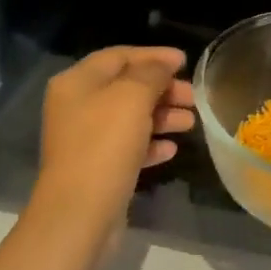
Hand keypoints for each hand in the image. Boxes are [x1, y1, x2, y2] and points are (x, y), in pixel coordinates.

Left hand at [34, 46, 194, 235]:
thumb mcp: (132, 98)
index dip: (153, 56)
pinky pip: (128, 146)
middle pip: (126, 87)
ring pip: (130, 117)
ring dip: (162, 116)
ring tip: (191, 123)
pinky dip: (150, 143)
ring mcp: (85, 139)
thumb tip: (163, 64)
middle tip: (194, 97)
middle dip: (162, 89)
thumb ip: (151, 73)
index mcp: (77, 82)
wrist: (80, 213)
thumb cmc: (105, 145)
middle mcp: (76, 106)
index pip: (119, 56)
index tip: (185, 61)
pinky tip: (171, 149)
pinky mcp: (96, 167)